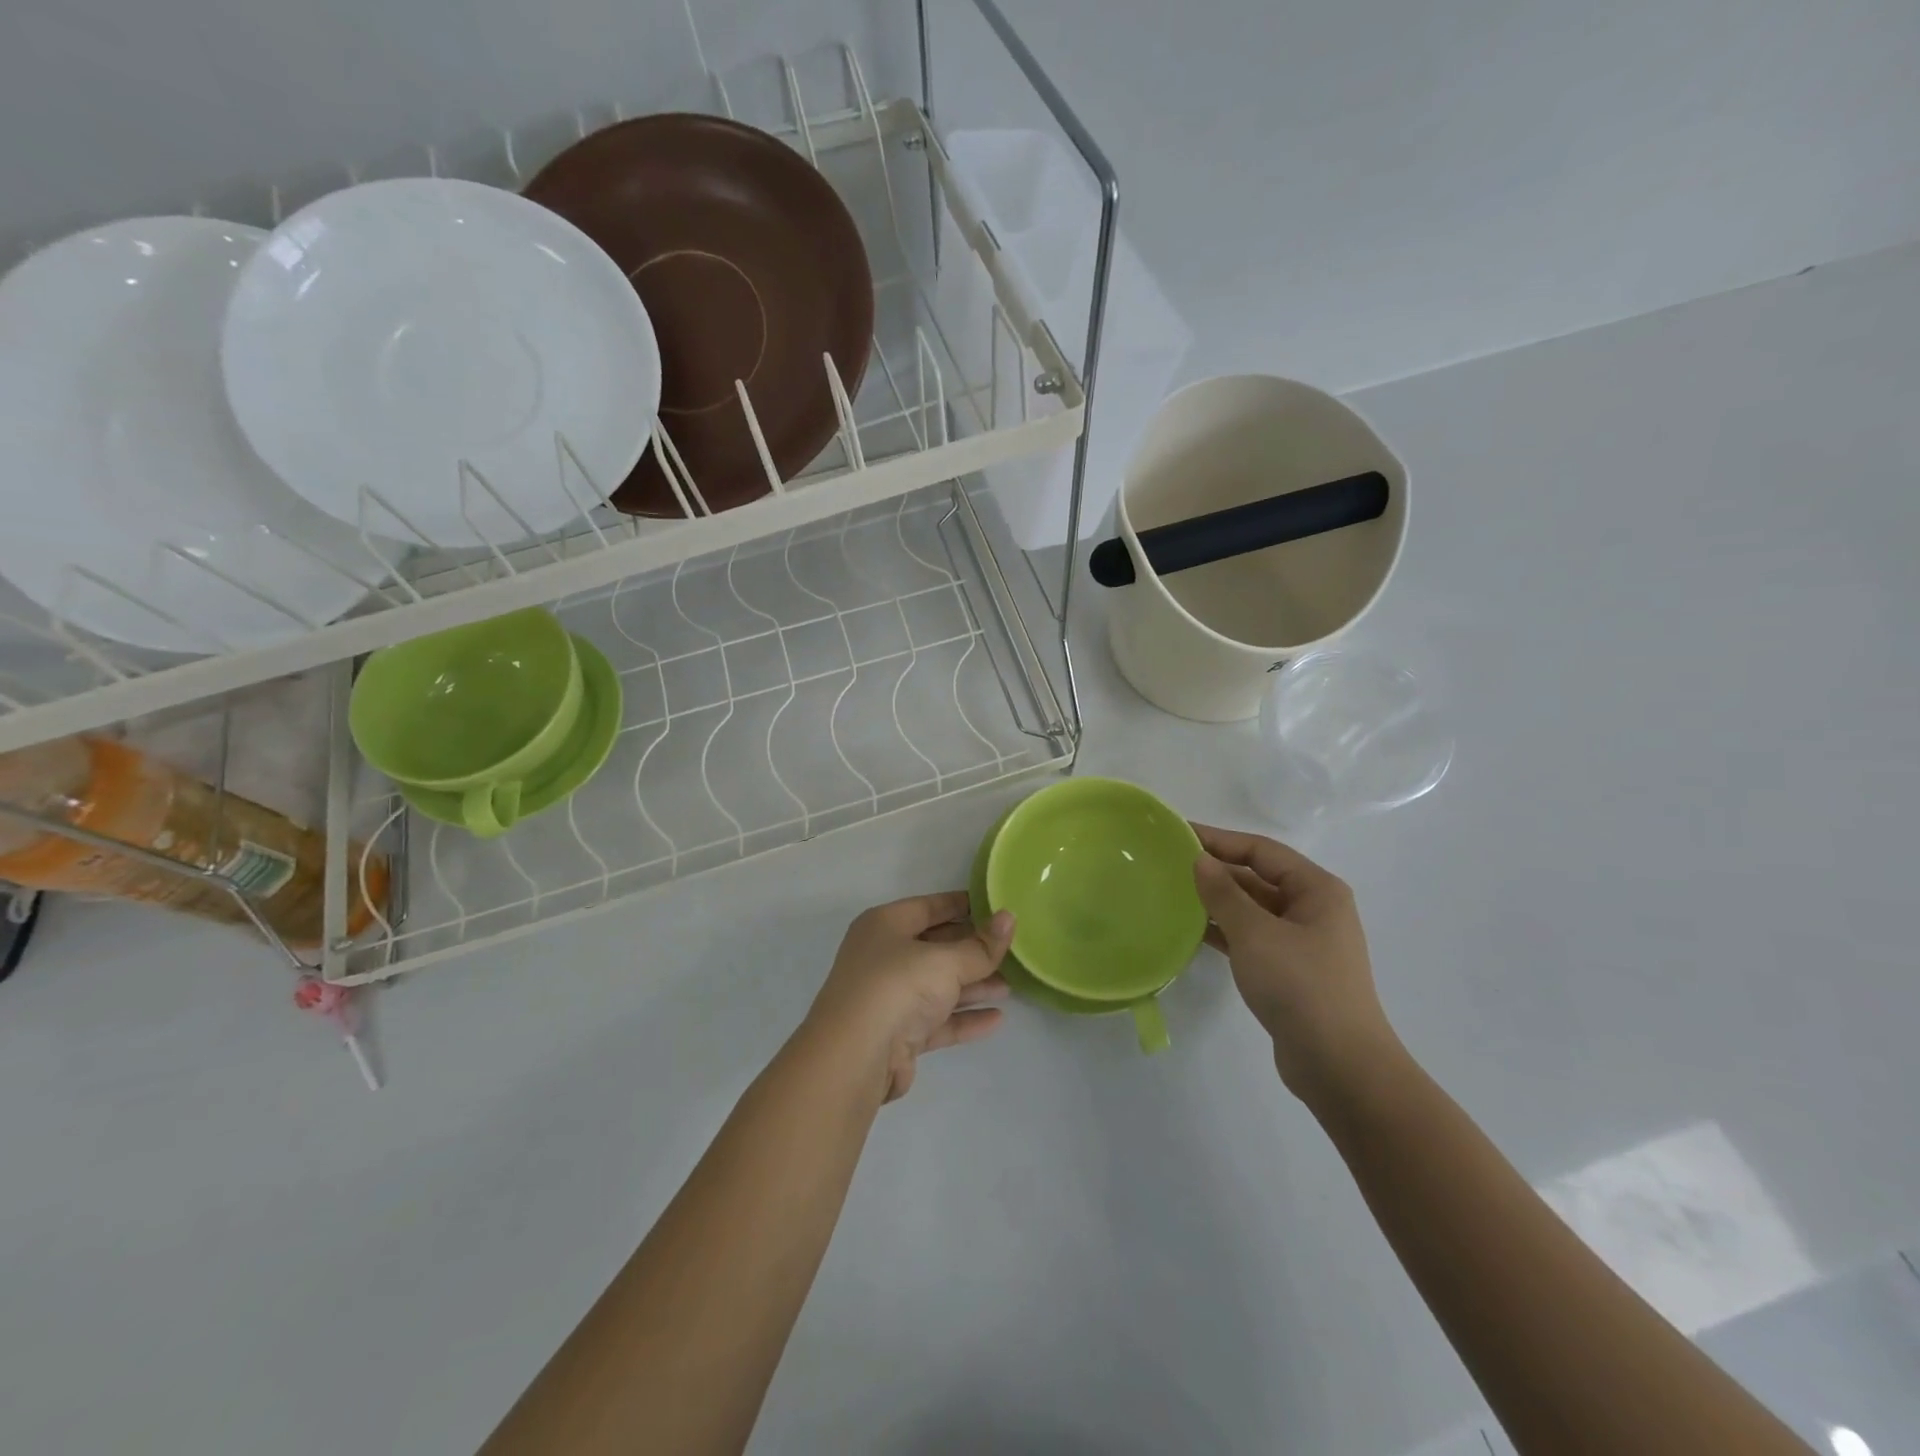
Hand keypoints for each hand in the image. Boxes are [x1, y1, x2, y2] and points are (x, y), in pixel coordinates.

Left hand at [806, 892, 1014, 1102]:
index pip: (929, 907)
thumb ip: (981, 945)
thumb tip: (1010, 918)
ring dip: (973, 985)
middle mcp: (883, 957)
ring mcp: (889, 997)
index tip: (996, 907)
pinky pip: (938, 1019)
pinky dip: (964, 1017)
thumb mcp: (945, 960)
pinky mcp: (898, 1034)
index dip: (962, 905)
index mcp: (885, 925)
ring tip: (1010, 986)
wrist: (855, 1057)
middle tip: (1012, 950)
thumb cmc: (897, 987)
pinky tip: (996, 1019)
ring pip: (938, 986)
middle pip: (935, 947)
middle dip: (973, 950)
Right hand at [1191, 824, 1400, 1104]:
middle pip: (1258, 877)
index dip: (1219, 839)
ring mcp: (1302, 942)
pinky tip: (1190, 930)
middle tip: (1169, 865)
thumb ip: (1224, 893)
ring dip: (1217, 901)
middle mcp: (1313, 909)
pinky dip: (1224, 930)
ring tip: (1172, 894)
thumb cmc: (1301, 987)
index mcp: (1317, 890)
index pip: (1261, 851)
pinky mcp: (1289, 970)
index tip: (1178, 834)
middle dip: (1216, 870)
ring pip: (1252, 909)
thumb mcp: (1256, 933)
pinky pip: (1251, 937)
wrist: (1340, 1067)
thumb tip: (1200, 860)